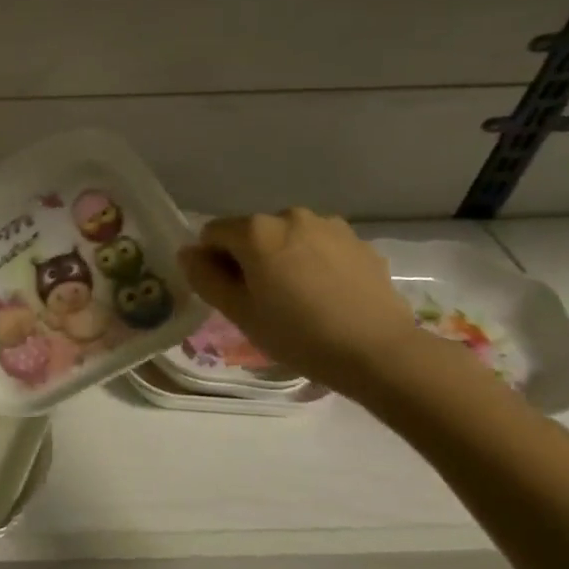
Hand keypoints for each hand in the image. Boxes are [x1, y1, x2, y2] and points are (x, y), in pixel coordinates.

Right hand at [176, 209, 426, 394]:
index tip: (228, 293)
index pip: (212, 234)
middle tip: (263, 300)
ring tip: (299, 298)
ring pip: (288, 238)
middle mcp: (290, 216)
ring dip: (283, 258)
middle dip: (250, 258)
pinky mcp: (359, 242)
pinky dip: (314, 263)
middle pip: (252, 233)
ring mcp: (329, 226)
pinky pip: (320, 246)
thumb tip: (189, 253)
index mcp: (256, 231)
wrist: (380, 352)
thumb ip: (205, 277)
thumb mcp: (239, 312)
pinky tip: (328, 296)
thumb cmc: (298, 334)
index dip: (212, 262)